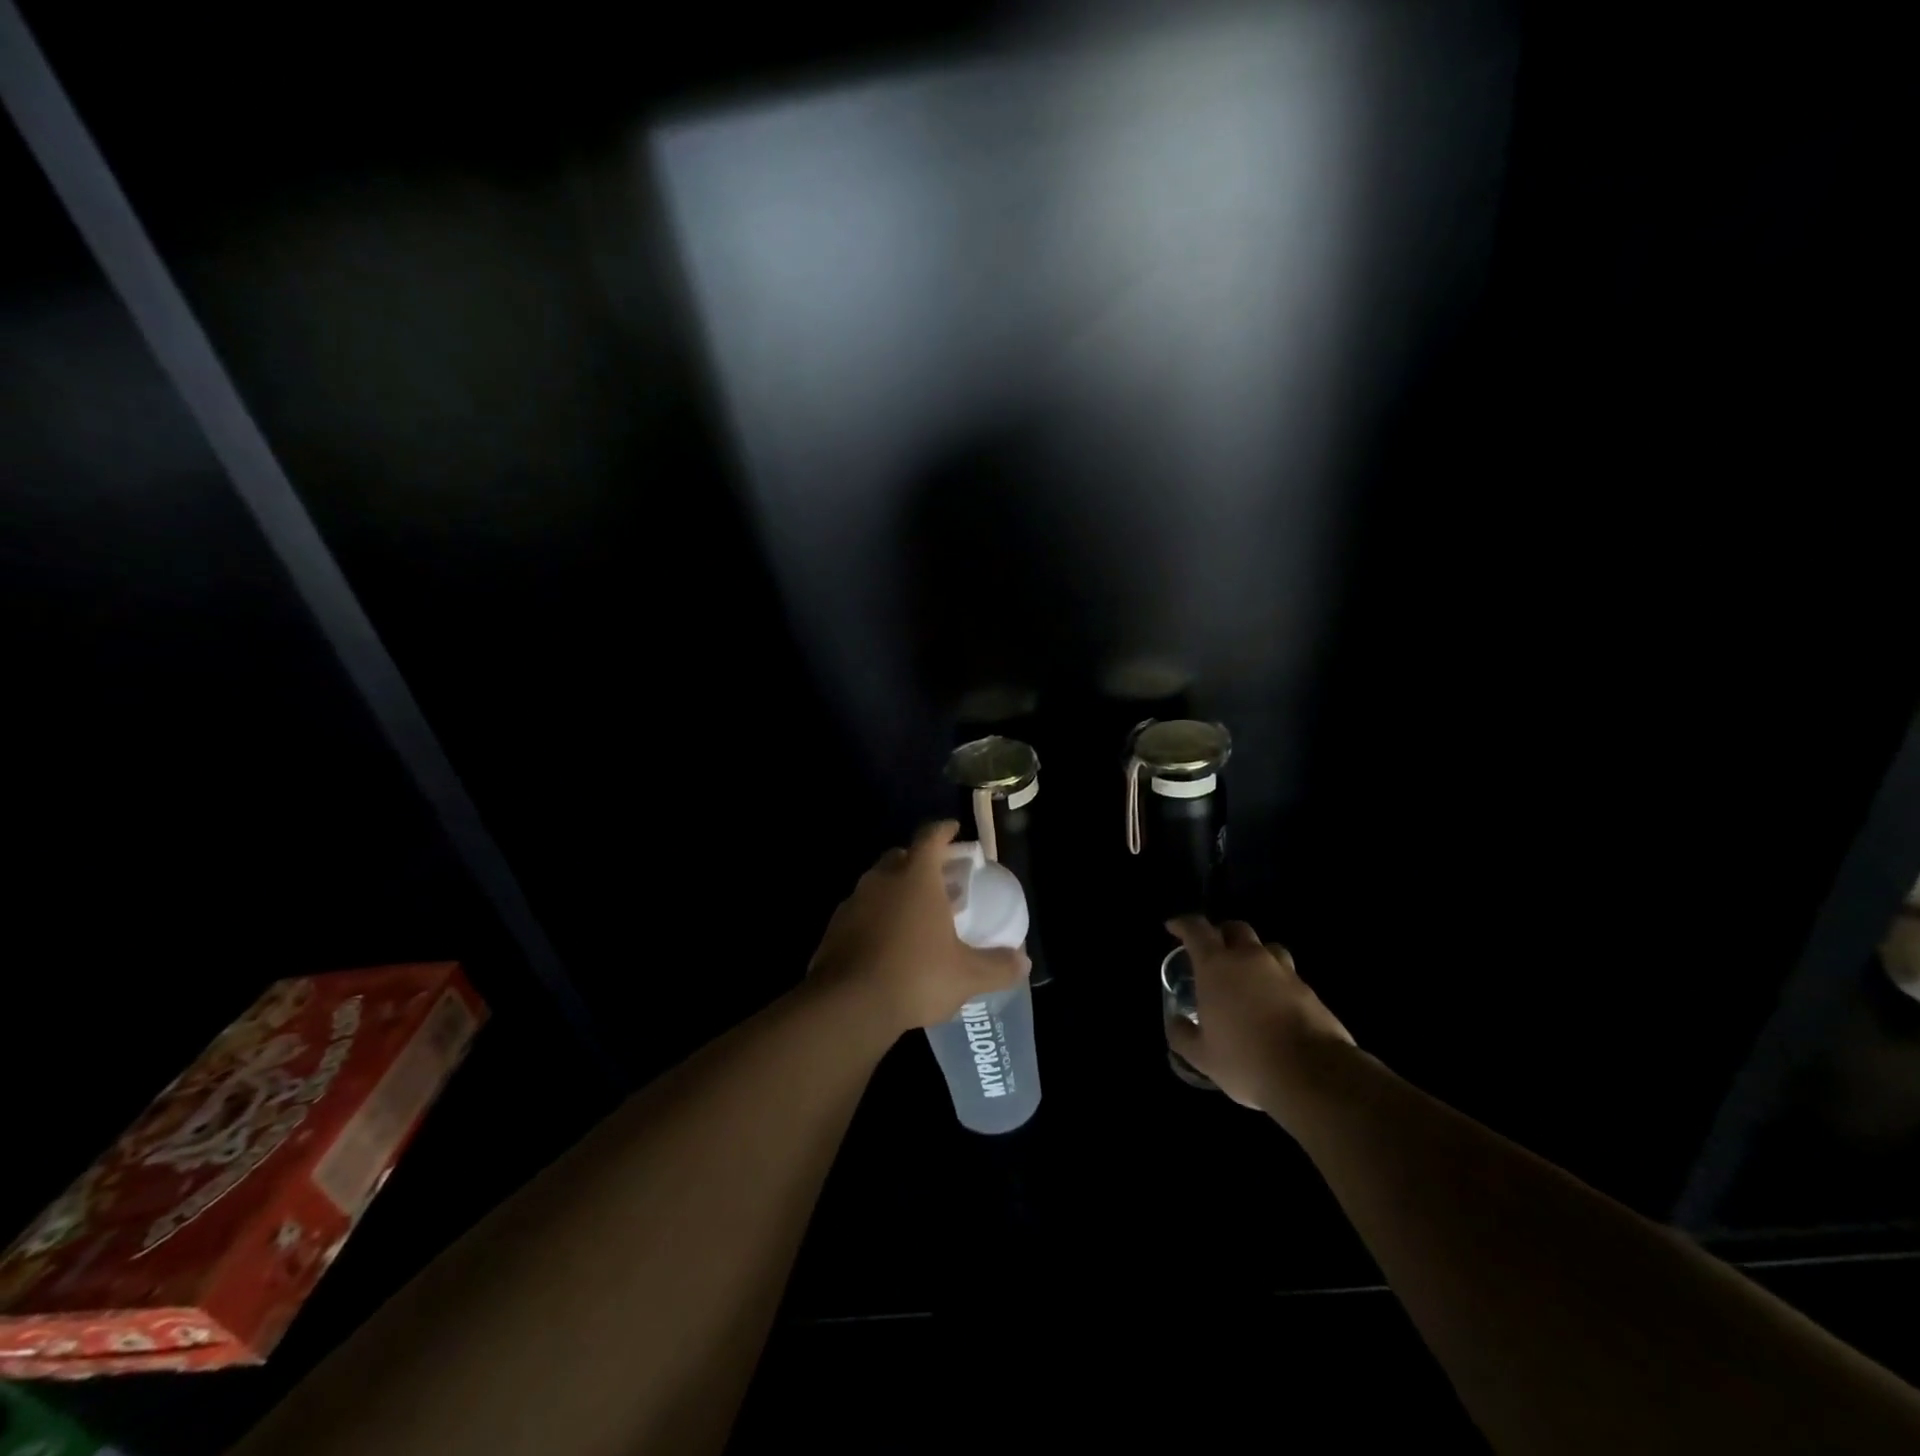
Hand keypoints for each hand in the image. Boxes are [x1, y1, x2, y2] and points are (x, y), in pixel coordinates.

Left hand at [808, 821, 1029, 1040]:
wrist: (848, 1005)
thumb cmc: (915, 976)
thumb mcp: (967, 976)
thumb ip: (998, 966)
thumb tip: (1024, 961)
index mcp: (916, 878)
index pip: (929, 838)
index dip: (943, 831)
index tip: (953, 829)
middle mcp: (882, 880)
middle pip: (900, 856)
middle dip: (917, 861)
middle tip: (936, 879)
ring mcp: (853, 903)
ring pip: (876, 884)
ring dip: (894, 891)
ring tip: (912, 914)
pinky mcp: (833, 928)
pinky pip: (859, 912)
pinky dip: (873, 917)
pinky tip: (884, 943)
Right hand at [1164, 916, 1355, 1120]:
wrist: (1313, 1076)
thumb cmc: (1246, 1060)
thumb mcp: (1202, 1055)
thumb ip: (1182, 1034)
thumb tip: (1176, 1021)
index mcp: (1216, 966)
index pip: (1196, 929)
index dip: (1182, 924)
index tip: (1173, 927)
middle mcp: (1249, 958)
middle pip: (1235, 928)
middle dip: (1221, 934)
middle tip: (1213, 952)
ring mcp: (1283, 972)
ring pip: (1266, 947)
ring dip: (1252, 954)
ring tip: (1246, 975)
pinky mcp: (1309, 990)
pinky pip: (1287, 973)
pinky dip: (1275, 980)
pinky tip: (1272, 1003)